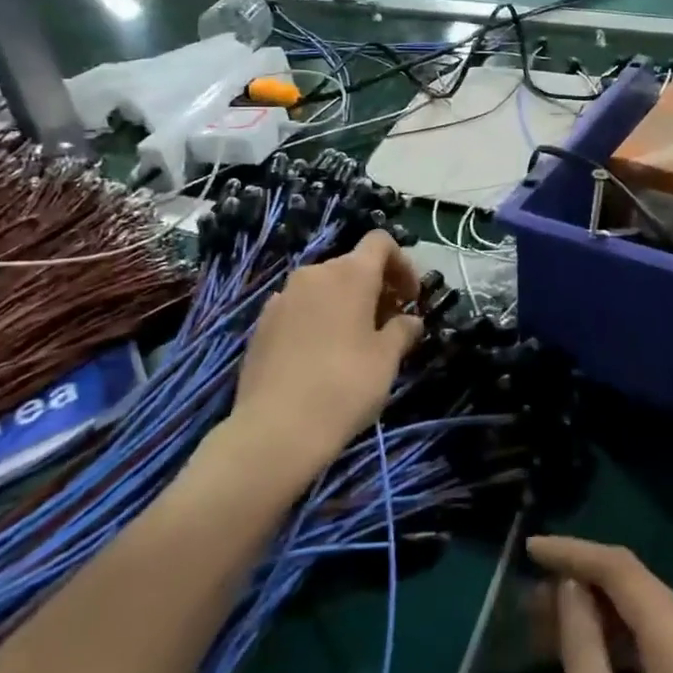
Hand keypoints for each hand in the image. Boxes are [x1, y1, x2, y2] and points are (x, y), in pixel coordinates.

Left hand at [231, 230, 422, 475]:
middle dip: (376, 287)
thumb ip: (403, 331)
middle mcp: (314, 274)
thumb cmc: (344, 386)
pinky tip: (321, 356)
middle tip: (389, 324)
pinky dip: (318, 319)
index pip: (380, 242)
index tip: (410, 298)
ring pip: (324, 287)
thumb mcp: (387, 360)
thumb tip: (410, 320)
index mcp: (350, 274)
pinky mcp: (262, 324)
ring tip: (356, 342)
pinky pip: (300, 308)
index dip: (402, 264)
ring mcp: (283, 298)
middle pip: (352, 265)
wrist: (275, 430)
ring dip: (346, 303)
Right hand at [527, 536, 672, 672]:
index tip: (528, 548)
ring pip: (648, 610)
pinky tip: (587, 648)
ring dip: (599, 612)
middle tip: (530, 599)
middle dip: (582, 585)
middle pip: (636, 586)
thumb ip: (581, 641)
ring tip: (546, 624)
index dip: (573, 551)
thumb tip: (569, 584)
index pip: (622, 568)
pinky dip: (623, 636)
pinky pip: (664, 636)